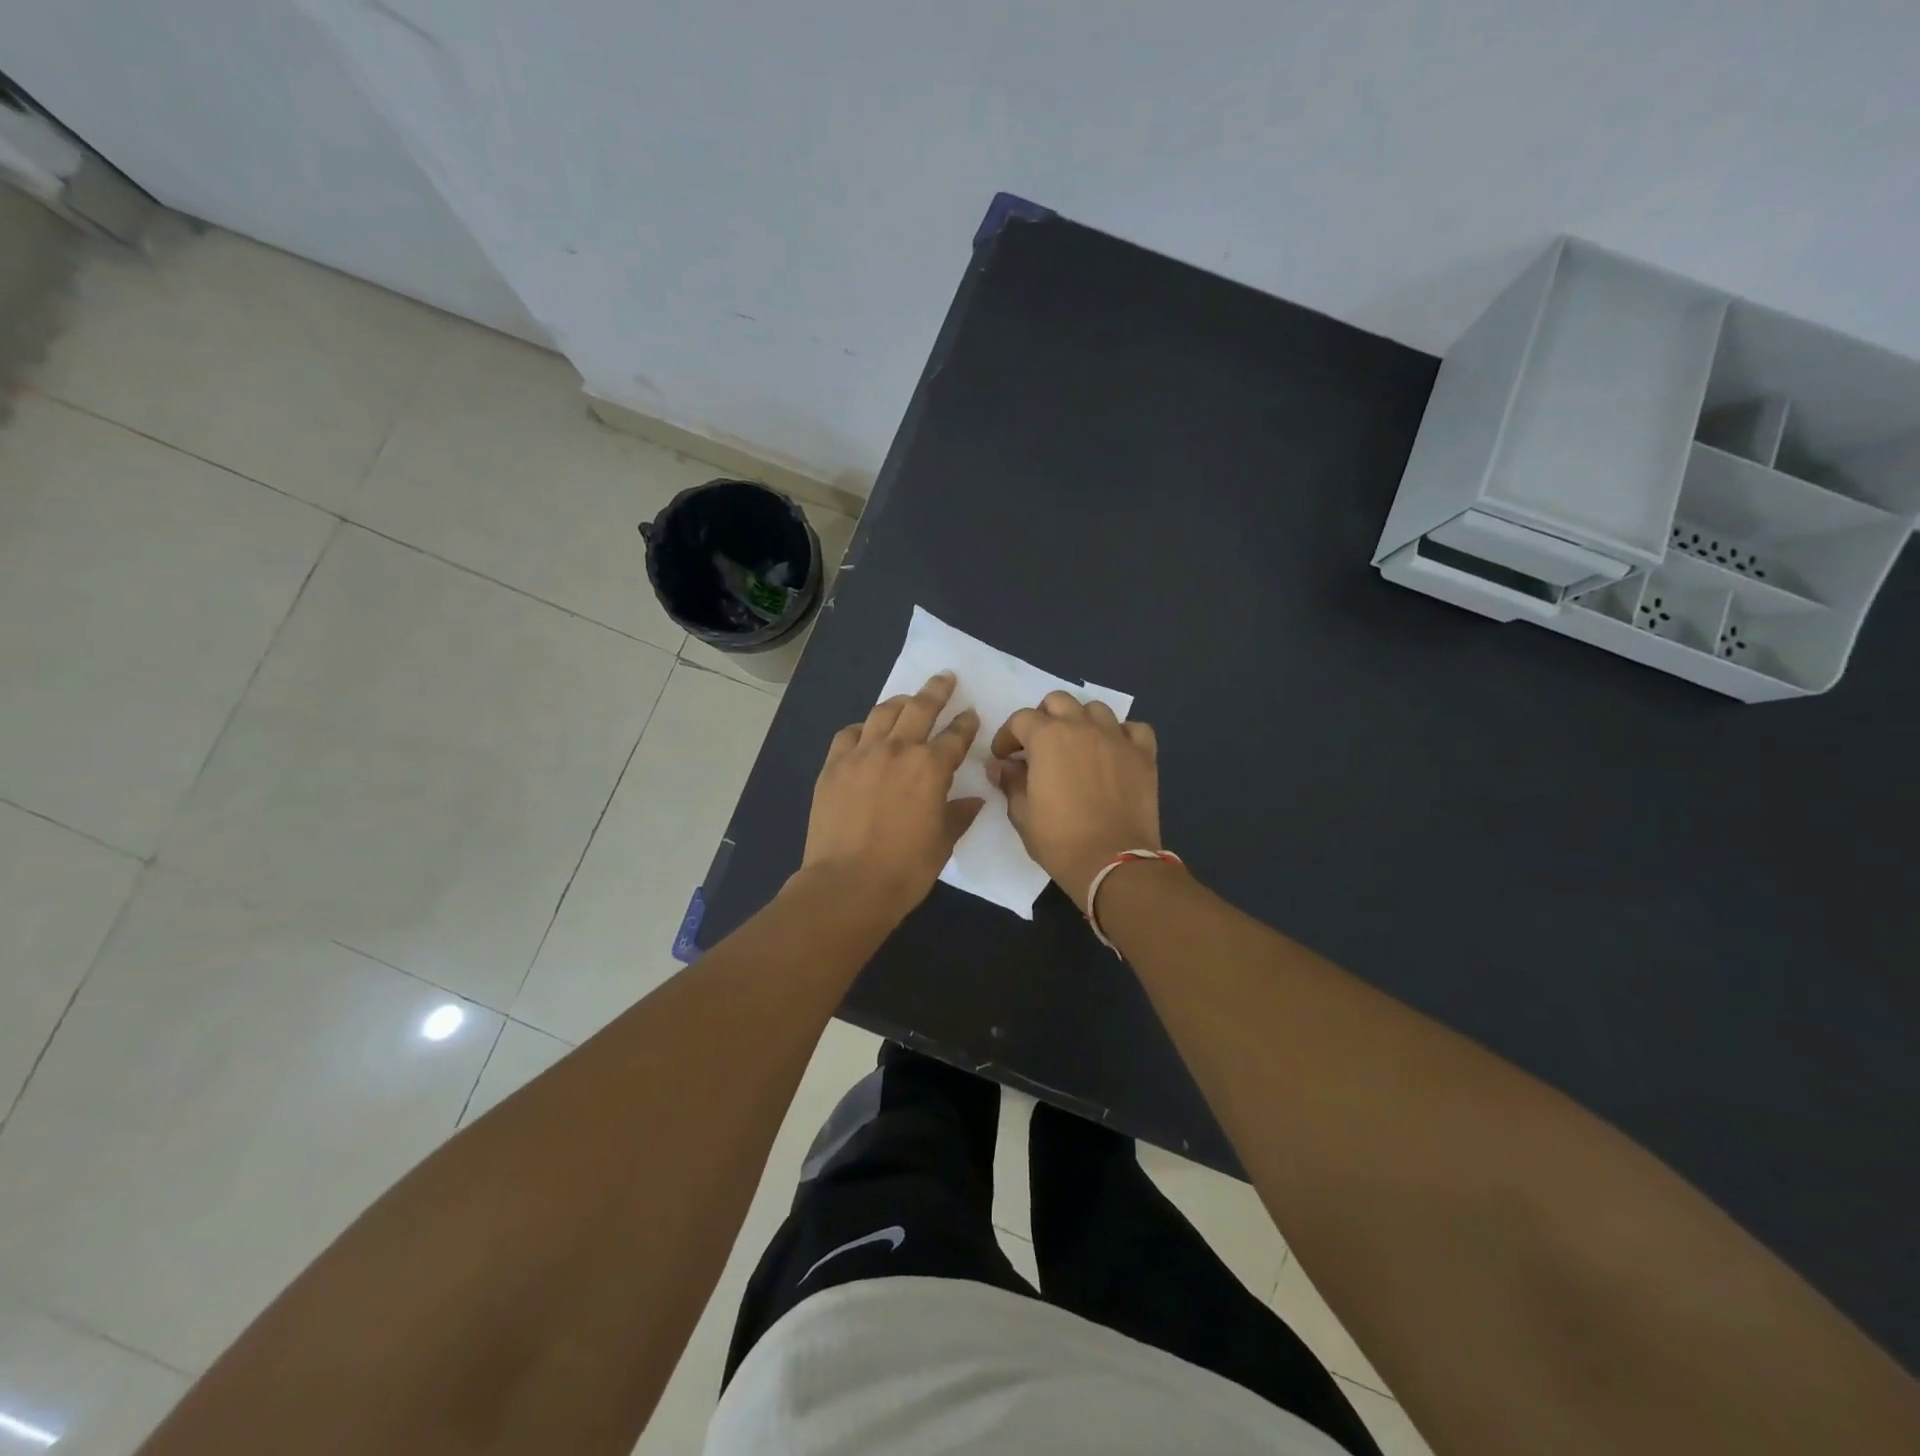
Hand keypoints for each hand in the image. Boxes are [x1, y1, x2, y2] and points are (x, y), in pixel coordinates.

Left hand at [800, 671, 983, 921]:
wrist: (847, 884)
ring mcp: (861, 754)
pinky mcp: (833, 766)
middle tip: (945, 679)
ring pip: (883, 713)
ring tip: (907, 699)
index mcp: (931, 767)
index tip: (970, 714)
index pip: (956, 735)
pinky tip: (866, 732)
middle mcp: (897, 750)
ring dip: (899, 702)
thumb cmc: (905, 869)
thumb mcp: (942, 843)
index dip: (966, 723)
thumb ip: (959, 815)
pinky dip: (862, 728)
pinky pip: (849, 734)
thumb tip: (974, 800)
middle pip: (920, 708)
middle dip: (936, 691)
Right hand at [988, 692, 1160, 909]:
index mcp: (1048, 738)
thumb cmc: (1059, 839)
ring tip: (1077, 745)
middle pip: (1058, 701)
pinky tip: (1114, 751)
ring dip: (1081, 721)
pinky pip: (1133, 729)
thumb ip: (1010, 781)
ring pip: (1096, 708)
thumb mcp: (1022, 814)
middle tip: (1038, 746)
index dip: (1007, 737)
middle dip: (1043, 718)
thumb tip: (1001, 766)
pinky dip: (1121, 734)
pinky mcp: (1143, 755)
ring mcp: (1116, 738)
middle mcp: (1082, 727)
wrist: (1113, 862)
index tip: (1004, 758)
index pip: (1020, 719)